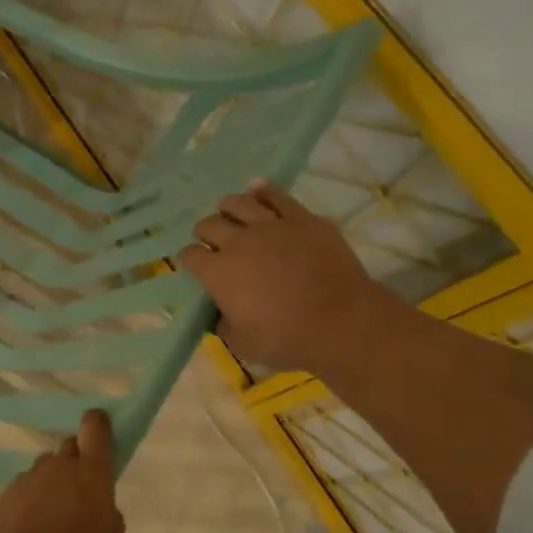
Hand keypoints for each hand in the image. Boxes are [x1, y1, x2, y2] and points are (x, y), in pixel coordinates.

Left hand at [0, 410, 123, 532]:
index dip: (99, 426)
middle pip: (70, 449)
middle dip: (78, 464)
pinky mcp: (2, 495)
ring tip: (54, 522)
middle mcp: (57, 468)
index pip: (95, 430)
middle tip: (82, 495)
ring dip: (53, 486)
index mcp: (90, 476)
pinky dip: (31, 504)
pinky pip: (25, 490)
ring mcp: (26, 479)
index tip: (102, 432)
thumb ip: (109, 529)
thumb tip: (105, 513)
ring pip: (46, 471)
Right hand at [178, 182, 392, 374]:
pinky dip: (264, 191)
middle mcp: (237, 242)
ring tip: (231, 212)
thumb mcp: (242, 344)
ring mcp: (271, 226)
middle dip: (205, 233)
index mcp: (217, 273)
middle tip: (213, 241)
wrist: (342, 323)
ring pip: (238, 203)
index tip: (197, 267)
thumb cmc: (287, 339)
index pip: (190, 256)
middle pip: (209, 225)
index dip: (190, 261)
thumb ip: (224, 324)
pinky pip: (277, 195)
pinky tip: (258, 189)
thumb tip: (220, 314)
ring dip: (228, 208)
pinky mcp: (302, 219)